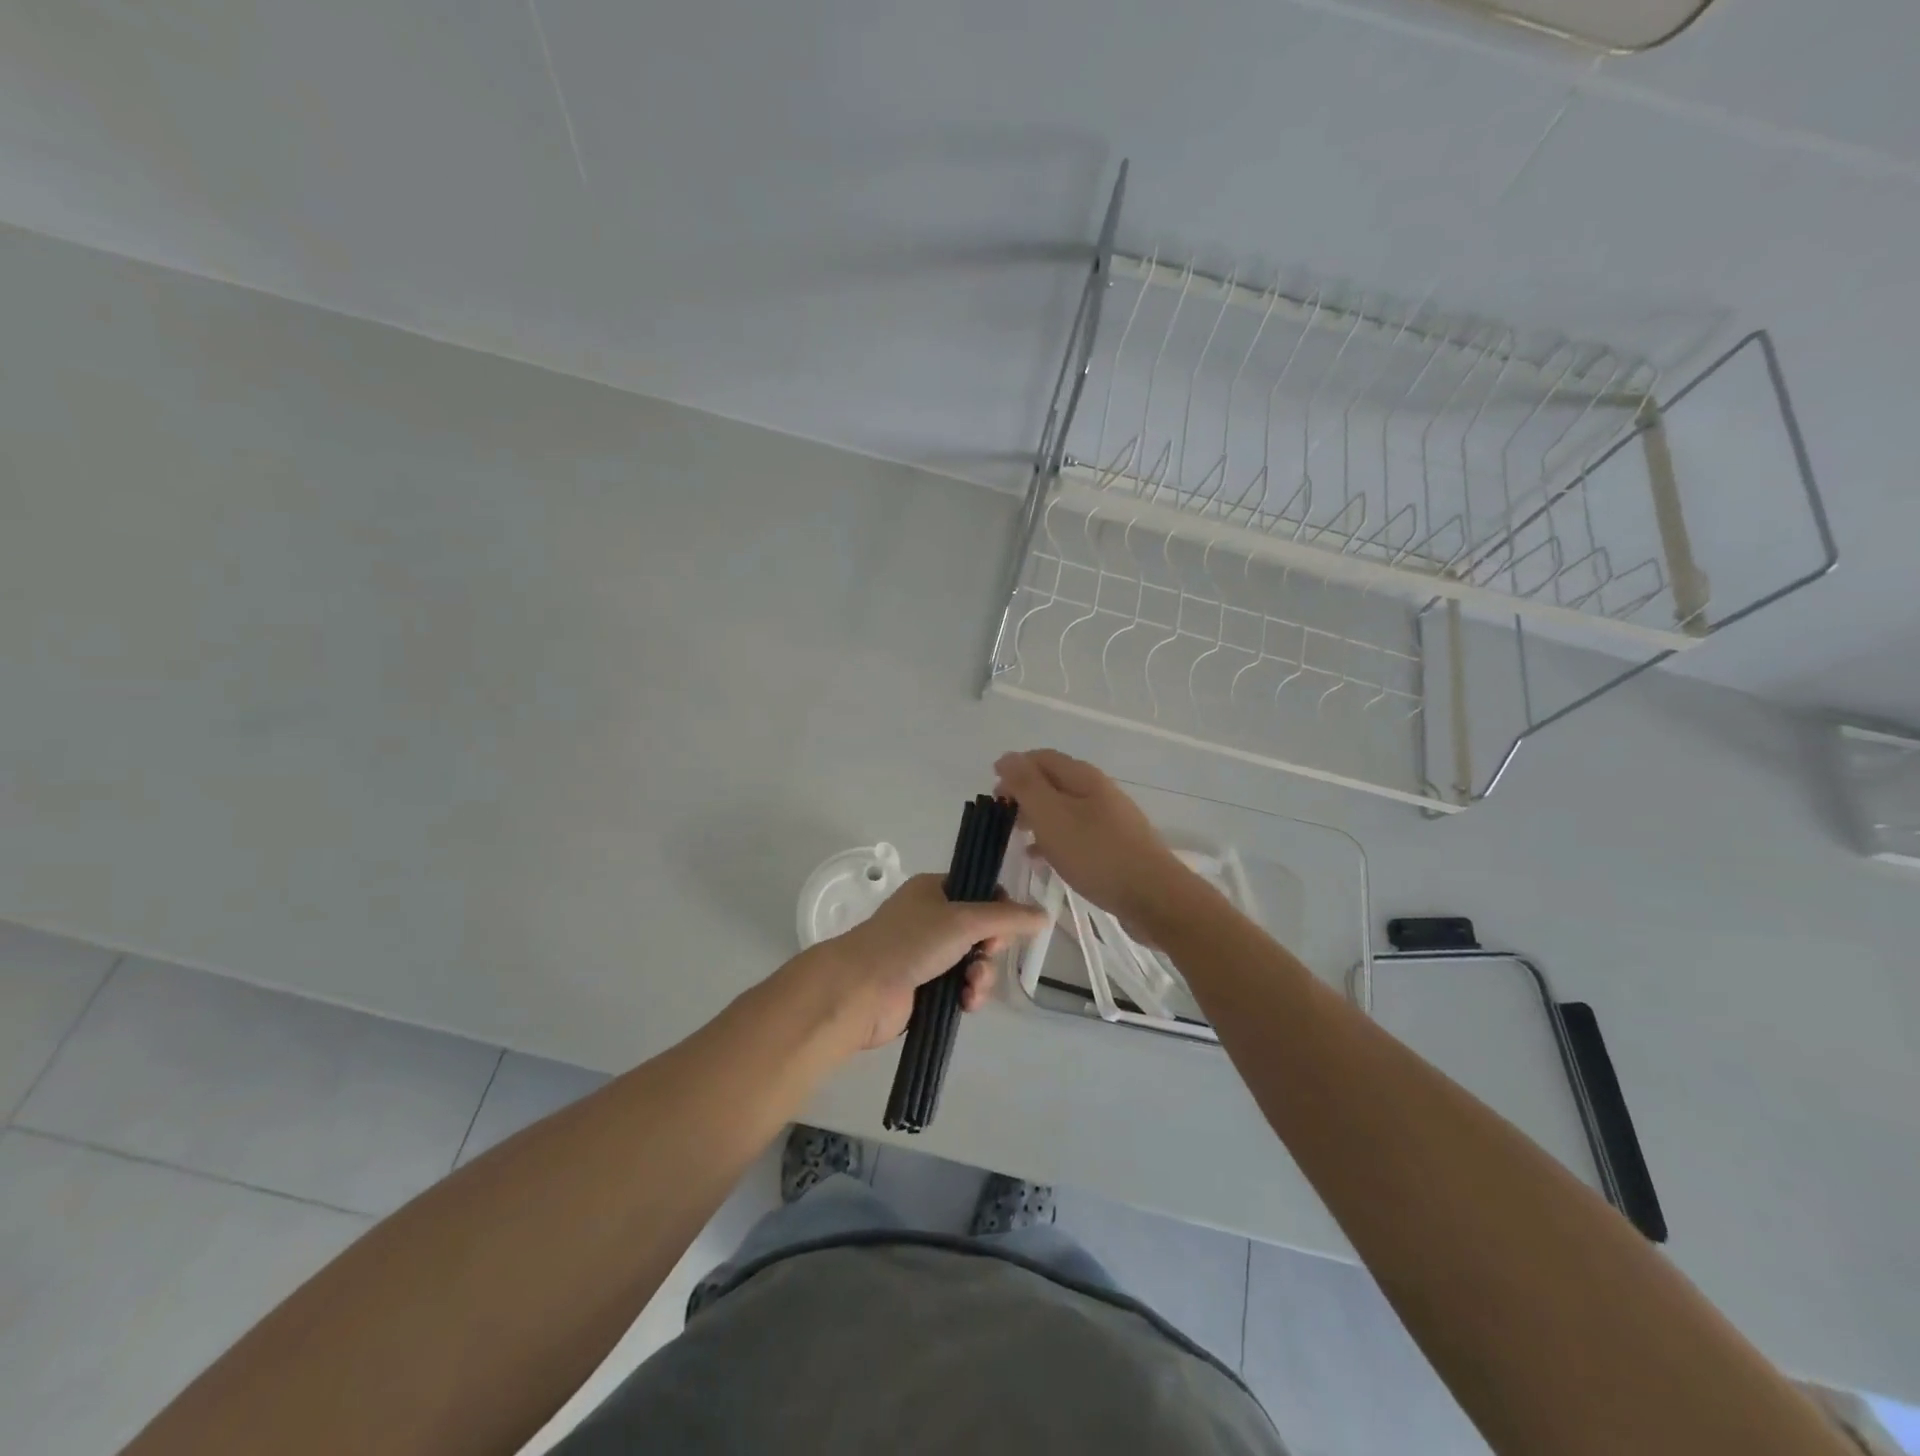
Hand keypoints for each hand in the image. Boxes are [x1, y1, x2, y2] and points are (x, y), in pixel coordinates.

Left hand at [791, 874, 1047, 1053]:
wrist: (862, 990)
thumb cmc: (911, 942)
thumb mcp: (964, 921)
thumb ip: (1008, 917)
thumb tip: (1044, 915)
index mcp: (933, 890)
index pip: (980, 891)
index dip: (998, 910)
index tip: (1002, 927)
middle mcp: (930, 918)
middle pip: (981, 930)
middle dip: (991, 948)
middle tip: (985, 955)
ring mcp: (926, 953)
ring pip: (974, 961)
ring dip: (981, 976)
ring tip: (972, 988)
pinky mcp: (925, 986)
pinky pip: (960, 986)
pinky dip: (968, 994)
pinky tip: (965, 1003)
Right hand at [993, 749, 1199, 940]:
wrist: (1153, 896)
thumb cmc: (1096, 853)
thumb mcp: (1051, 815)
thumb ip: (1026, 785)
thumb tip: (1007, 757)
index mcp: (1083, 776)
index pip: (1041, 758)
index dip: (1014, 769)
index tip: (993, 794)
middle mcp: (1098, 790)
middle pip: (1053, 782)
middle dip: (1025, 794)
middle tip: (1002, 817)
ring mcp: (1110, 818)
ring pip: (1064, 809)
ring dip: (1038, 818)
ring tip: (1017, 837)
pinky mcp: (1115, 845)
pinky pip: (1077, 833)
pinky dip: (1054, 839)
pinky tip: (1042, 859)